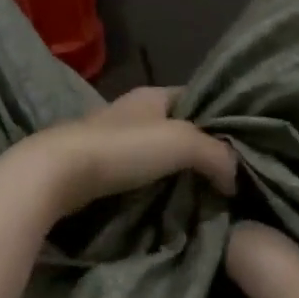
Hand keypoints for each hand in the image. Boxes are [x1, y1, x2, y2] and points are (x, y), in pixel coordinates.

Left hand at [0, 87, 237, 221]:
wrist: (57, 174)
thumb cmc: (123, 148)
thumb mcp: (183, 143)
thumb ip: (218, 155)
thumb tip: (236, 180)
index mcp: (153, 94)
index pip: (197, 97)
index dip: (220, 116)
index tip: (241, 144)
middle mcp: (132, 111)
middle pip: (178, 128)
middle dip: (200, 150)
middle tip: (226, 176)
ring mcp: (111, 140)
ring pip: (157, 153)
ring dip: (176, 172)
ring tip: (204, 194)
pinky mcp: (96, 168)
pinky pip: (137, 174)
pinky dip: (154, 187)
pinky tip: (169, 203)